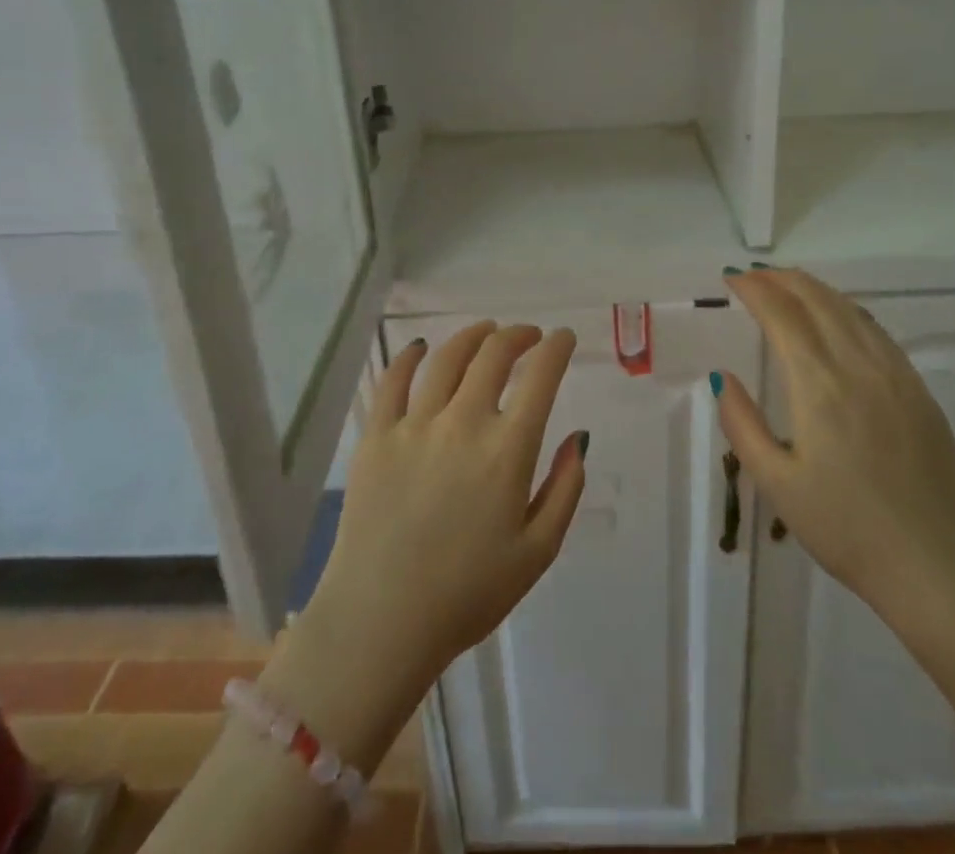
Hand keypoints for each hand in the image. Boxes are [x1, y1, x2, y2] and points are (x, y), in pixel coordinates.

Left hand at [303, 323, 587, 691]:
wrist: (380, 623)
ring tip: (486, 332)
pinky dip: (410, 356)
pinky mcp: (376, 435)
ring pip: (447, 357)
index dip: (556, 347)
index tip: (563, 338)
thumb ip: (565, 489)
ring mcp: (414, 425)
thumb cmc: (467, 594)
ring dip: (473, 336)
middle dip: (518, 335)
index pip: (540, 376)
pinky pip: (393, 380)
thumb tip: (578, 438)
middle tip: (528, 336)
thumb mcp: (537, 552)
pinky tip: (421, 348)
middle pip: (494, 354)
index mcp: (507, 450)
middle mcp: (463, 422)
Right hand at [717, 269, 954, 643]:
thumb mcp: (778, 484)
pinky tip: (837, 318)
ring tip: (788, 285)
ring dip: (814, 289)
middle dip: (782, 279)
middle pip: (818, 300)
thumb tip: (723, 376)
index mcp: (820, 385)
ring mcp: (897, 375)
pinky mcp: (920, 391)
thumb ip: (743, 424)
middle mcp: (860, 366)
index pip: (782, 315)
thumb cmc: (848, 530)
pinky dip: (846, 310)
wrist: (938, 569)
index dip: (755, 289)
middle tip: (753, 276)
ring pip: (850, 310)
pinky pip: (876, 331)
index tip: (732, 279)